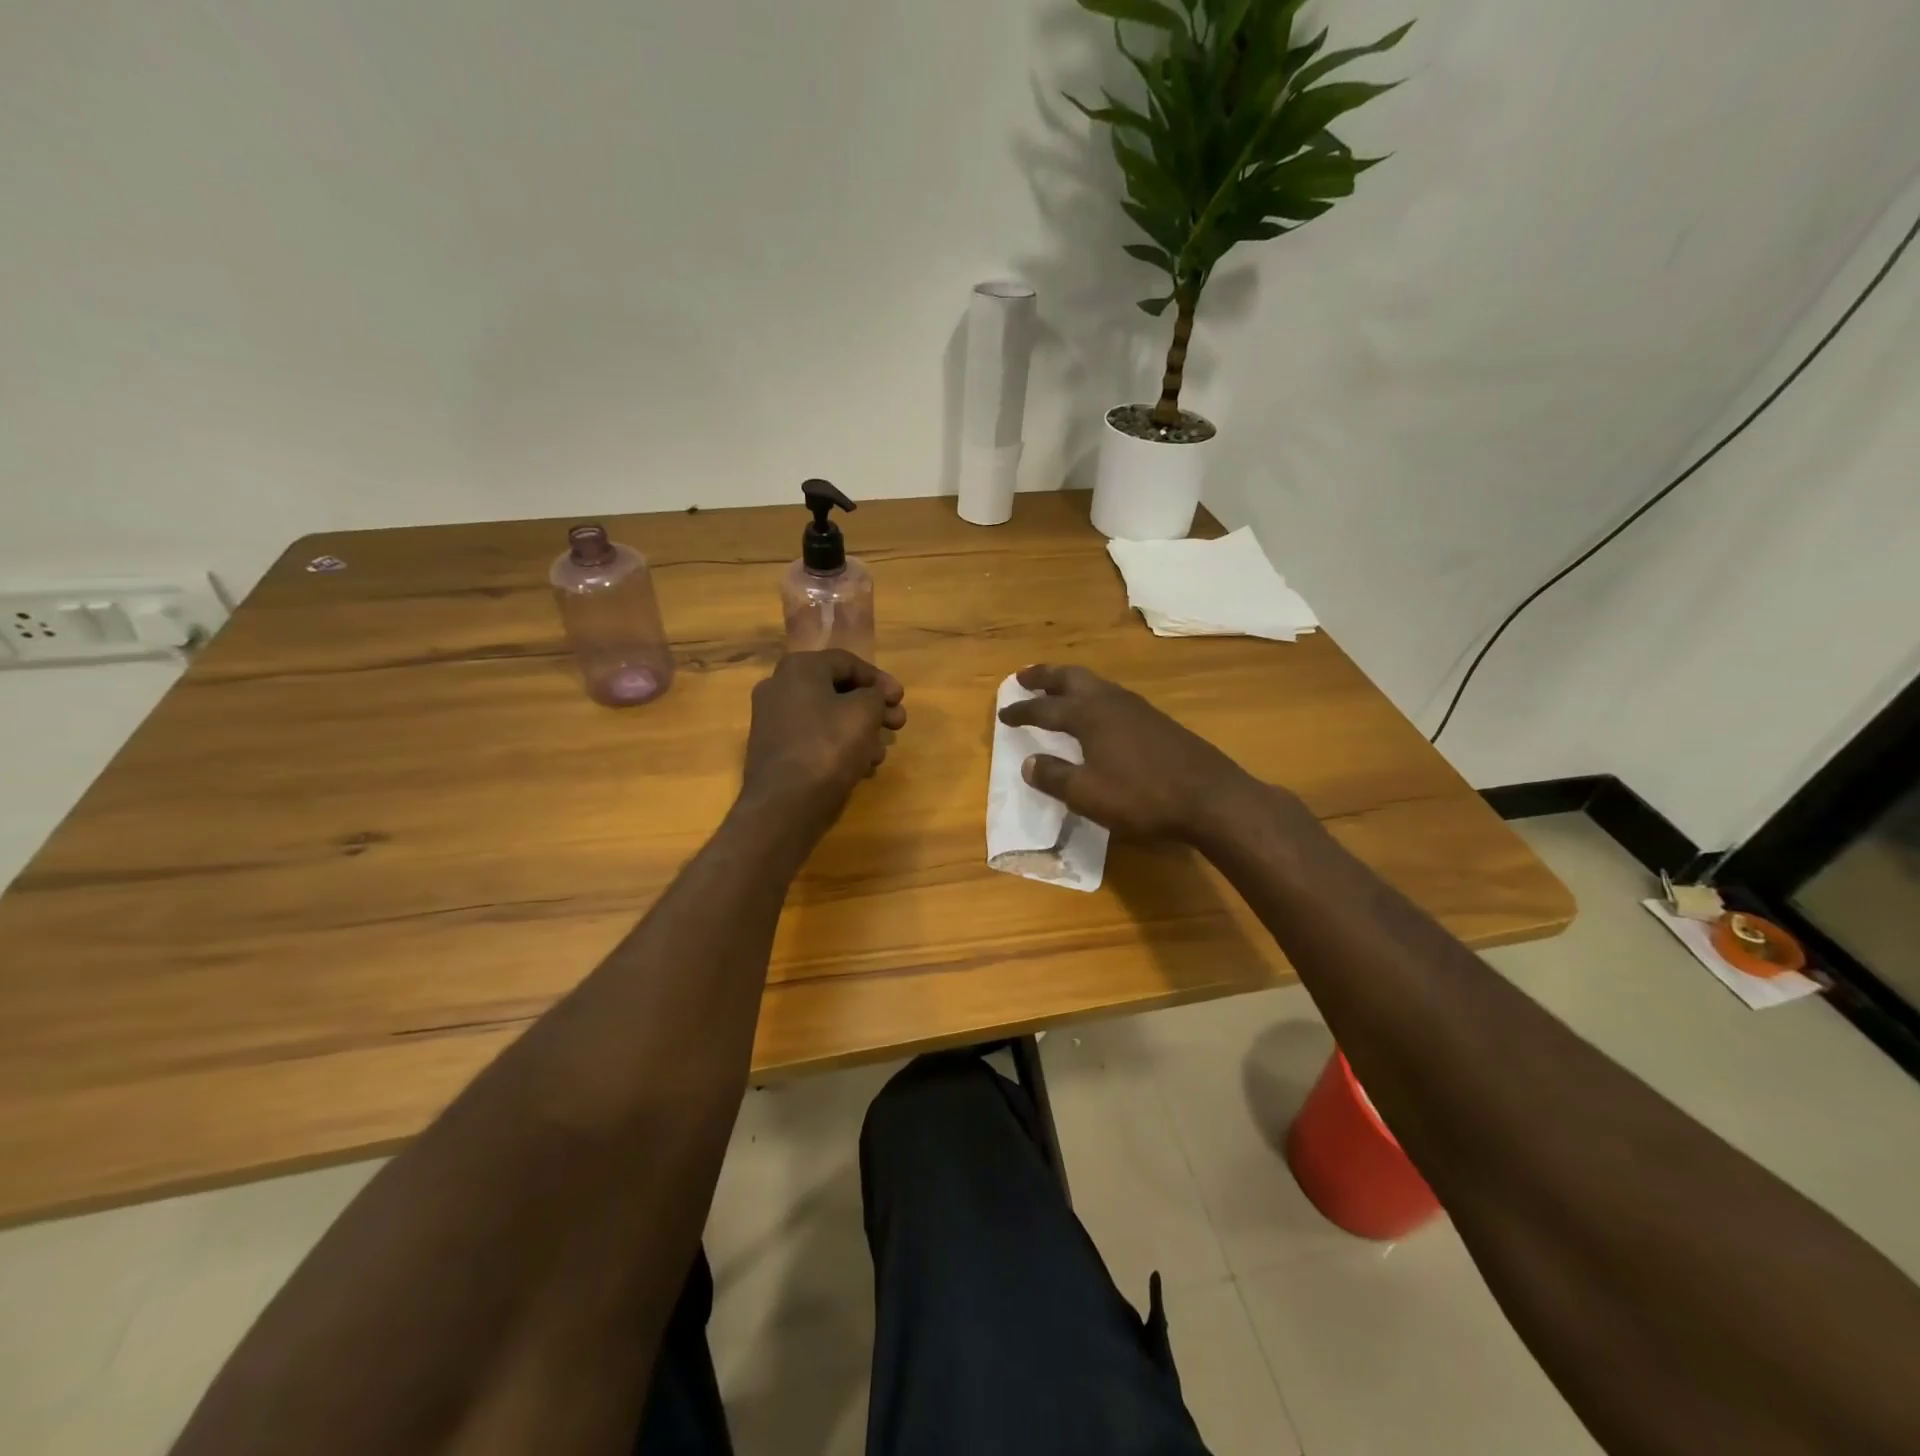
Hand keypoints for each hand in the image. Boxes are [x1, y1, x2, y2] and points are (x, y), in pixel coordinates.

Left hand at [741, 650, 906, 832]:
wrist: (785, 804)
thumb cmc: (828, 747)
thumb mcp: (864, 713)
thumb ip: (875, 696)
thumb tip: (871, 697)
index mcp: (799, 669)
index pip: (847, 662)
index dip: (879, 679)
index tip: (900, 699)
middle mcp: (780, 688)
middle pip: (837, 691)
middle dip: (873, 708)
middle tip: (898, 724)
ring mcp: (774, 721)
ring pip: (828, 718)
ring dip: (860, 730)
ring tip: (882, 752)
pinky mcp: (776, 752)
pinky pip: (815, 739)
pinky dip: (840, 747)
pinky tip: (862, 767)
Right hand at [997, 663, 1250, 840]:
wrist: (1210, 796)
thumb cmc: (1142, 796)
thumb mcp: (1088, 794)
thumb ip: (1054, 777)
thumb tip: (1028, 762)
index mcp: (1089, 715)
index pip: (1045, 709)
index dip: (1022, 711)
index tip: (1003, 712)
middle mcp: (1111, 701)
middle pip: (1071, 678)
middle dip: (1045, 676)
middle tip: (1024, 677)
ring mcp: (1137, 708)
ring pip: (1095, 683)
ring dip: (1070, 682)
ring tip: (1057, 689)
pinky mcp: (1156, 720)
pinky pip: (1113, 696)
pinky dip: (1093, 696)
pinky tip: (1097, 713)